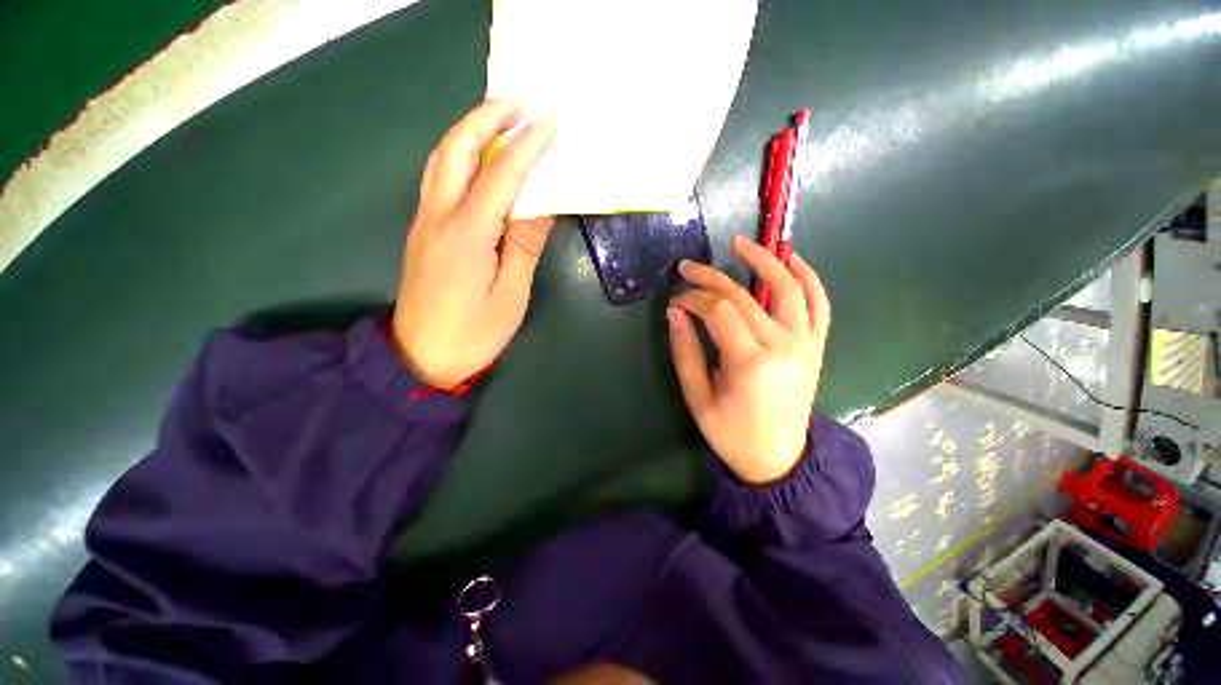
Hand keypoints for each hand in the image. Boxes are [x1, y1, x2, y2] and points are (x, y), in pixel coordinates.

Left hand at [392, 100, 556, 389]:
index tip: (550, 125)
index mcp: (467, 235)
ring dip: (469, 130)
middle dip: (487, 118)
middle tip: (519, 103)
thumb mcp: (510, 294)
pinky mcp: (423, 230)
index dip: (527, 148)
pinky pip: (438, 178)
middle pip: (458, 150)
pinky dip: (459, 154)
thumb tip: (541, 206)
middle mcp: (439, 217)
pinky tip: (477, 156)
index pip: (501, 177)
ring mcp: (425, 221)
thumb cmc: (474, 333)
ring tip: (499, 118)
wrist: (421, 357)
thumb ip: (524, 246)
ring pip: (441, 159)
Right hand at [667, 236, 831, 483]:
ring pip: (789, 288)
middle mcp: (783, 346)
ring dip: (766, 259)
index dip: (692, 298)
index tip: (675, 299)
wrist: (779, 457)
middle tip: (687, 267)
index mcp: (750, 363)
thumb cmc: (731, 433)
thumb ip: (685, 352)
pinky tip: (792, 259)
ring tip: (741, 243)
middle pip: (744, 296)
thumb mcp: (697, 397)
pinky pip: (820, 304)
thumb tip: (675, 312)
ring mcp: (805, 343)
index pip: (718, 311)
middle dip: (711, 277)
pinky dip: (808, 277)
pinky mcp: (815, 346)